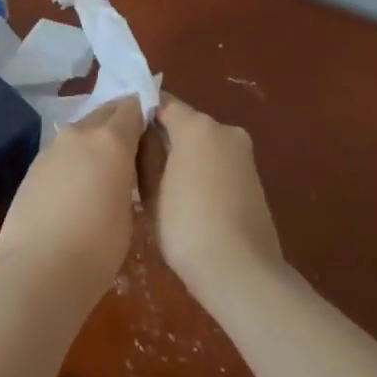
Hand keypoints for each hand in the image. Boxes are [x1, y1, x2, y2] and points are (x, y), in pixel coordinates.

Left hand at [0, 97, 146, 308]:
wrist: (37, 271)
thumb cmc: (97, 248)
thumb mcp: (128, 213)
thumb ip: (126, 178)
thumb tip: (119, 172)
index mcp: (111, 140)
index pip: (131, 107)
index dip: (142, 114)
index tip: (150, 129)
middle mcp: (80, 134)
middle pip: (104, 112)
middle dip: (117, 123)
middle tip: (129, 150)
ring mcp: (52, 148)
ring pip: (80, 132)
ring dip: (93, 142)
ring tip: (101, 173)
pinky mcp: (33, 166)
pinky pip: (61, 153)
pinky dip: (72, 161)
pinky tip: (74, 190)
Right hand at [154, 93, 285, 308]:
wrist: (242, 273)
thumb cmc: (187, 227)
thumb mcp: (151, 191)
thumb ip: (144, 154)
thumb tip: (141, 134)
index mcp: (197, 126)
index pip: (162, 103)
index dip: (141, 112)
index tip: (122, 129)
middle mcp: (225, 130)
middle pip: (185, 123)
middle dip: (163, 137)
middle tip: (136, 160)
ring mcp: (244, 154)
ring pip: (203, 145)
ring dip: (184, 156)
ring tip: (158, 184)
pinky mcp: (254, 179)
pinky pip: (219, 164)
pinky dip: (202, 172)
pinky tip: (187, 199)